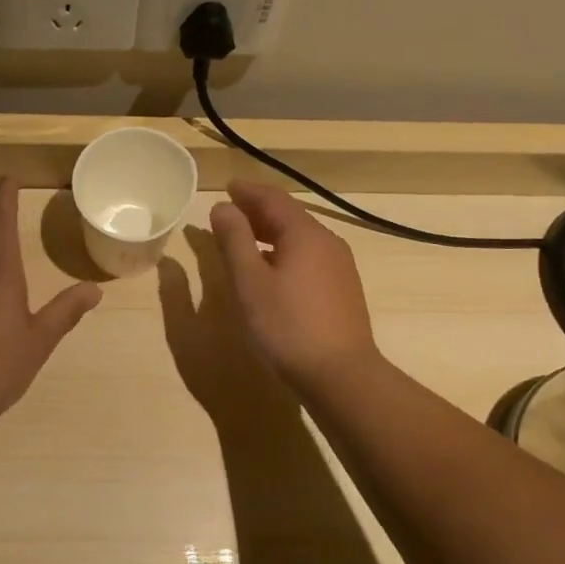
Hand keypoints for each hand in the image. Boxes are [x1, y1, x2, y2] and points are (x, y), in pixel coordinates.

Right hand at [209, 180, 382, 390]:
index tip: (226, 187)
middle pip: (289, 216)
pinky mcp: (342, 290)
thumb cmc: (288, 325)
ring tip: (243, 240)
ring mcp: (339, 267)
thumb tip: (222, 207)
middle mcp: (327, 242)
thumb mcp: (250, 281)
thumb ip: (234, 240)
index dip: (248, 191)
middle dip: (257, 211)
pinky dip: (283, 252)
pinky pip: (308, 257)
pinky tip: (270, 270)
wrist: (341, 375)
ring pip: (299, 238)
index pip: (273, 199)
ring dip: (269, 233)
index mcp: (305, 234)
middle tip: (229, 211)